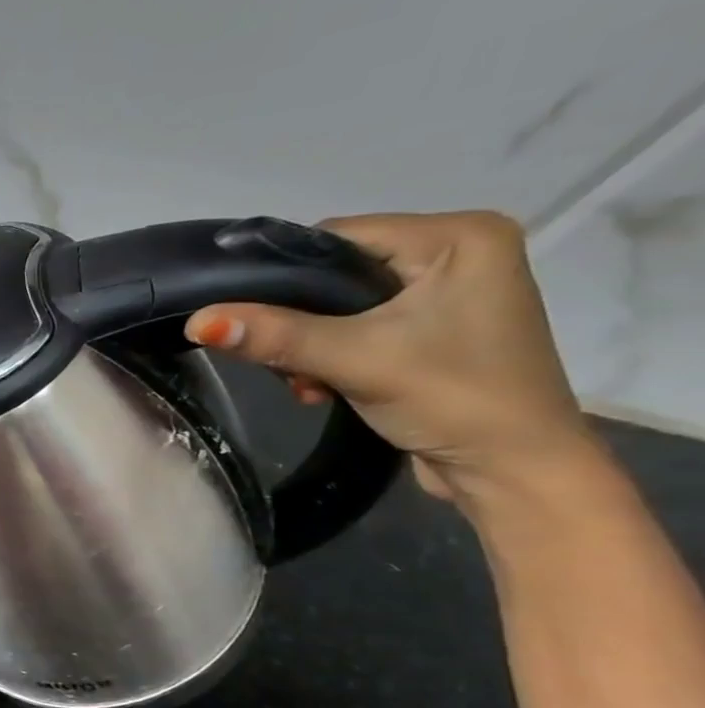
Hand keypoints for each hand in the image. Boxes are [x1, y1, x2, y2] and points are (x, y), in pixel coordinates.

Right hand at [184, 210, 602, 509]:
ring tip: (308, 383)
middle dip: (297, 321)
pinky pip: (357, 326)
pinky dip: (330, 355)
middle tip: (283, 364)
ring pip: (339, 304)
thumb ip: (275, 336)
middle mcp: (457, 252)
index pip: (337, 237)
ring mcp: (447, 292)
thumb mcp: (355, 360)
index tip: (247, 318)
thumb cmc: (453, 399)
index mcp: (459, 236)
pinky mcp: (433, 328)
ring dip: (309, 345)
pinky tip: (325, 386)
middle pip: (336, 272)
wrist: (511, 471)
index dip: (282, 276)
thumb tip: (197, 321)